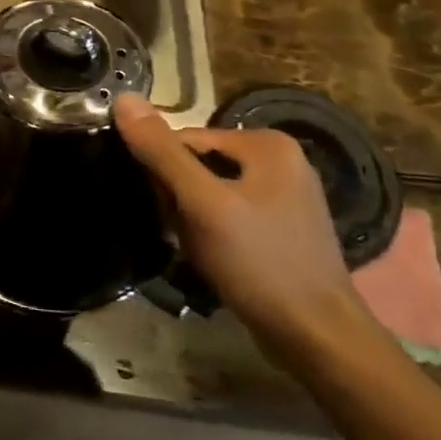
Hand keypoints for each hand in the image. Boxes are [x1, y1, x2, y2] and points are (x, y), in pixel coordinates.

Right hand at [113, 95, 377, 363]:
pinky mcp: (281, 228)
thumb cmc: (260, 264)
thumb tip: (123, 99)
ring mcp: (284, 196)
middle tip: (181, 234)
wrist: (318, 340)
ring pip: (210, 192)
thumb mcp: (203, 204)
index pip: (185, 139)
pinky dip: (212, 233)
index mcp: (267, 143)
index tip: (162, 209)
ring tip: (196, 250)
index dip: (162, 172)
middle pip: (198, 164)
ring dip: (192, 219)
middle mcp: (280, 160)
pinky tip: (213, 259)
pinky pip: (229, 215)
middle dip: (179, 198)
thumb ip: (161, 152)